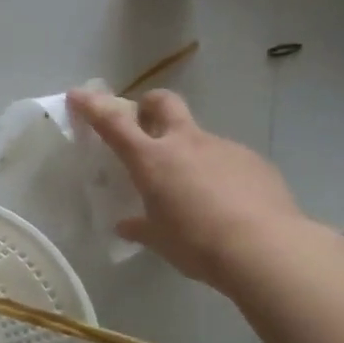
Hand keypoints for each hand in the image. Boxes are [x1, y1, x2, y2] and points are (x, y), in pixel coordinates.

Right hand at [68, 89, 304, 288]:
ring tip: (196, 189)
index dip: (94, 106)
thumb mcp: (161, 240)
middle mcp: (186, 143)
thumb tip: (126, 225)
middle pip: (163, 102)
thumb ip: (141, 228)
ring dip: (190, 150)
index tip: (78, 94)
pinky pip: (228, 158)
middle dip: (149, 104)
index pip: (115, 123)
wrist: (265, 247)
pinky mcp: (253, 160)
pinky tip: (229, 203)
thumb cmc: (198, 244)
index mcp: (153, 160)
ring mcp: (222, 147)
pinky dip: (220, 172)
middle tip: (146, 123)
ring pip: (199, 135)